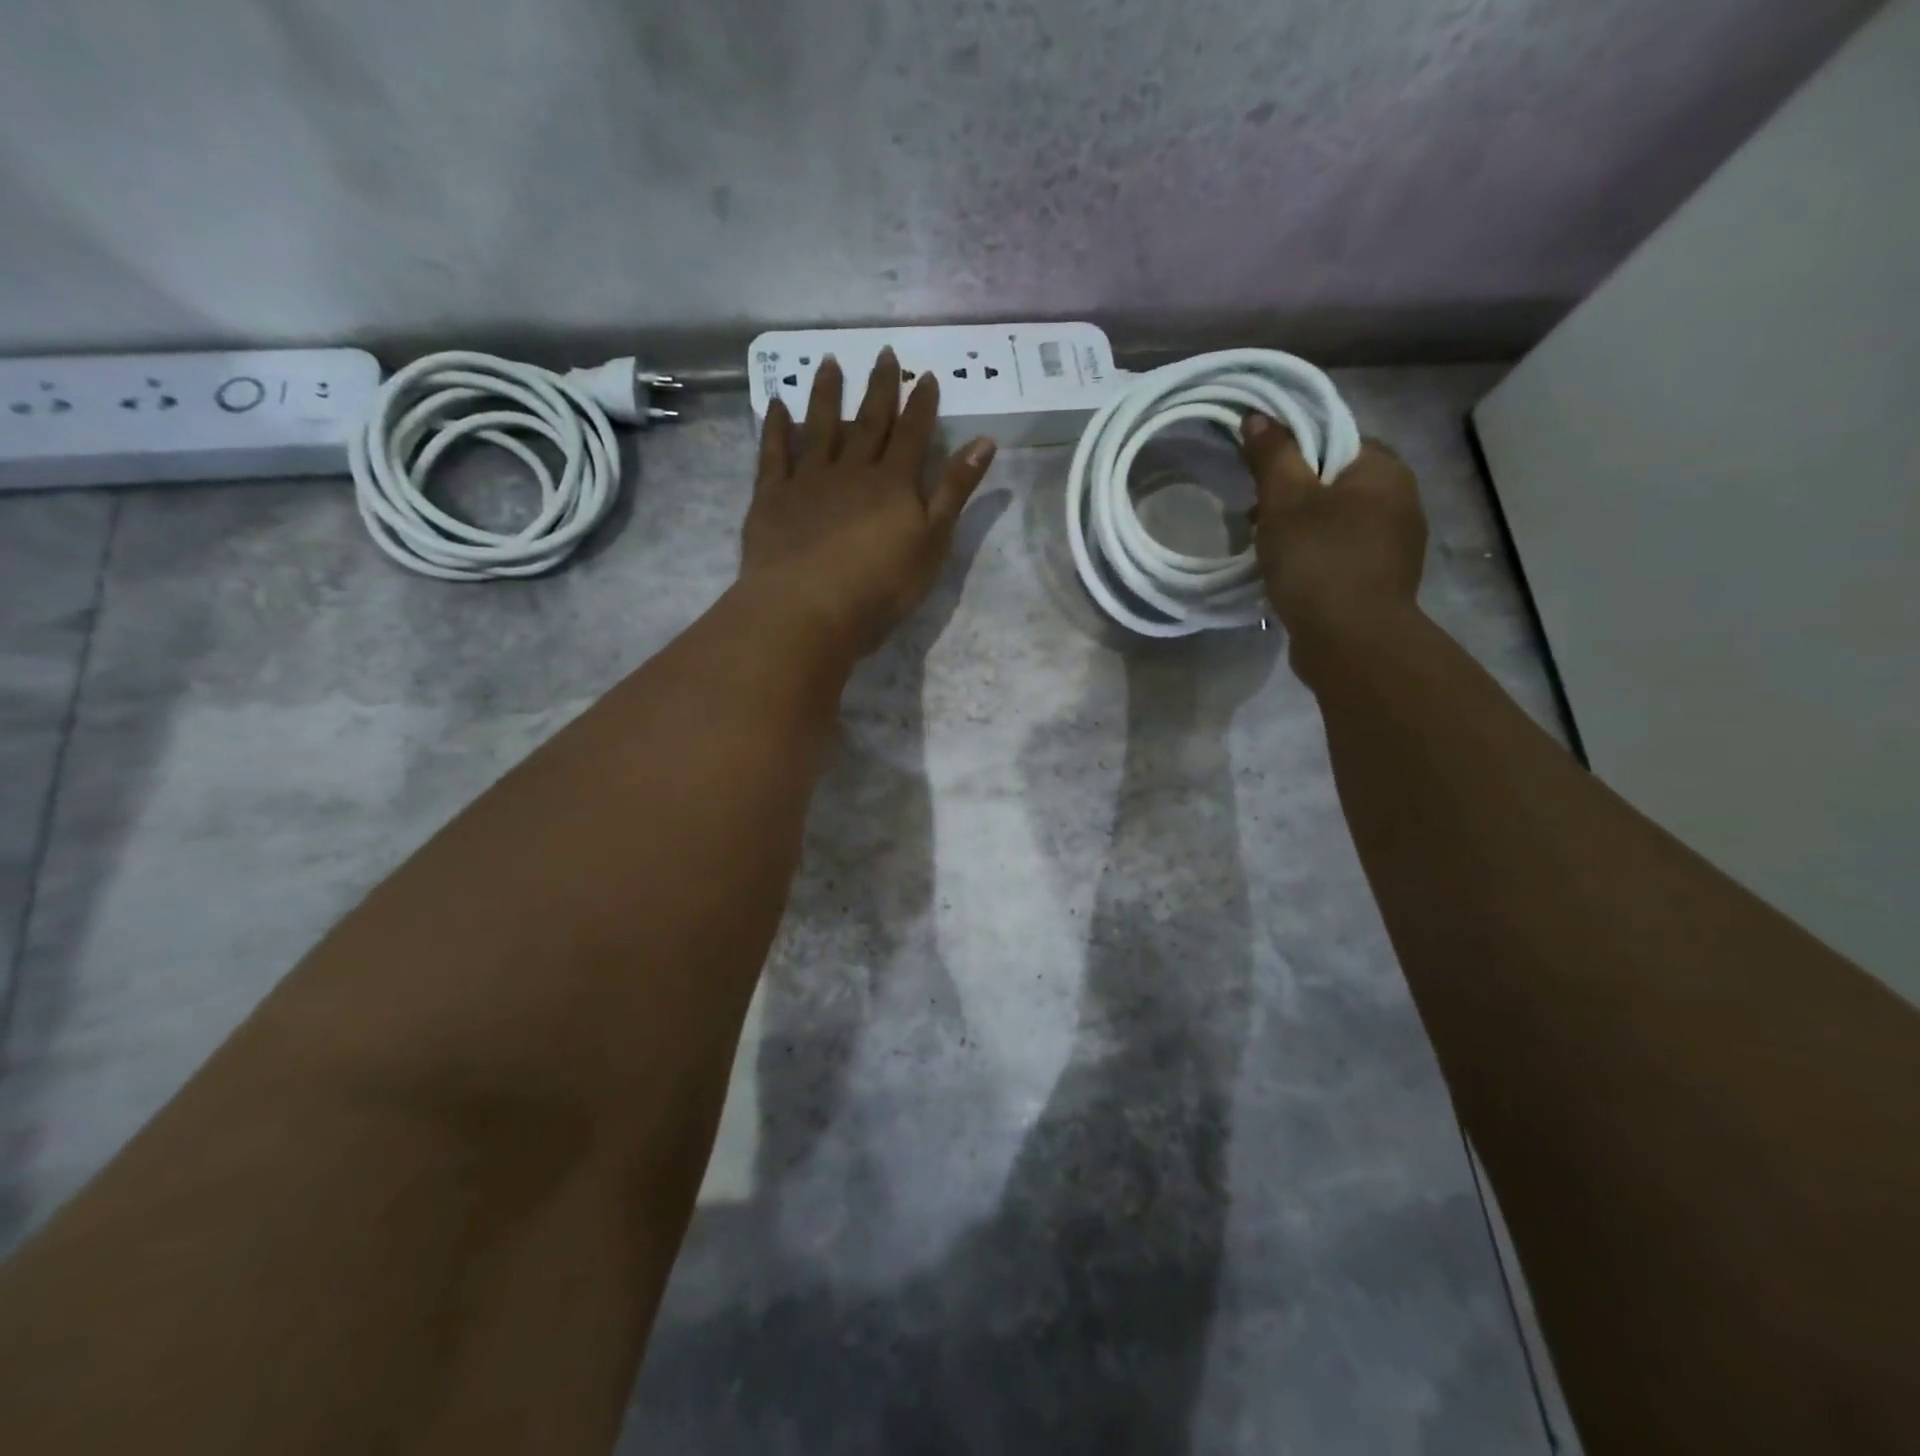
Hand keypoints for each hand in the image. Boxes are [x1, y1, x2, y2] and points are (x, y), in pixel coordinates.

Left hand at [741, 350, 996, 654]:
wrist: (809, 607)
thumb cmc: (881, 586)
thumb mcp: (933, 542)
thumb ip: (955, 491)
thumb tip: (984, 441)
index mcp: (893, 483)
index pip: (912, 435)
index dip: (921, 405)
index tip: (926, 376)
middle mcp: (851, 470)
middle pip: (869, 422)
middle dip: (879, 388)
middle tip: (883, 352)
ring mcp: (808, 480)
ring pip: (820, 426)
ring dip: (826, 394)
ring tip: (828, 362)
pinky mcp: (773, 497)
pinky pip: (774, 453)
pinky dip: (776, 427)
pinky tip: (776, 405)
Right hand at [1239, 413, 1426, 673]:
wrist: (1351, 640)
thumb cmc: (1319, 559)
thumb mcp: (1286, 499)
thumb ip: (1273, 454)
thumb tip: (1258, 417)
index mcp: (1384, 471)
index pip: (1335, 440)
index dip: (1293, 454)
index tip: (1260, 479)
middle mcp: (1400, 501)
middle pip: (1333, 483)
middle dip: (1291, 498)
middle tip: (1255, 519)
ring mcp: (1394, 546)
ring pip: (1334, 522)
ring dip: (1298, 532)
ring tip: (1265, 552)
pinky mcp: (1379, 581)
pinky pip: (1338, 555)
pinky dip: (1312, 559)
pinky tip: (1287, 577)